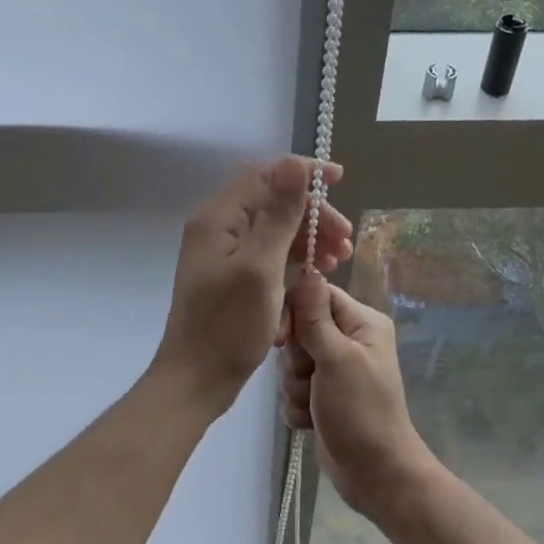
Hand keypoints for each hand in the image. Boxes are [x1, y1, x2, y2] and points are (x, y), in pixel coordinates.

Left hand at [151, 156, 351, 415]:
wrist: (197, 379)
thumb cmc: (228, 326)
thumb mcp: (261, 267)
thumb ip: (279, 215)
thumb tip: (295, 164)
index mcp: (218, 218)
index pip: (264, 174)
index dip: (303, 173)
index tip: (339, 180)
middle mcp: (219, 228)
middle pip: (273, 203)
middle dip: (313, 215)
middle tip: (346, 240)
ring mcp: (225, 254)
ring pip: (275, 231)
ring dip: (309, 240)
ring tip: (339, 260)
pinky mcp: (234, 277)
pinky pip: (269, 256)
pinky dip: (295, 261)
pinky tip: (317, 275)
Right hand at [276, 272, 435, 517]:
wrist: (374, 473)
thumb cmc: (360, 411)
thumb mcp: (337, 358)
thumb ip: (315, 317)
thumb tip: (305, 270)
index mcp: (362, 323)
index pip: (316, 295)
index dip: (294, 313)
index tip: (284, 339)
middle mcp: (350, 341)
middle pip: (300, 330)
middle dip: (296, 359)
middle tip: (311, 378)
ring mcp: (336, 371)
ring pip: (292, 363)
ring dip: (295, 387)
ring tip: (315, 405)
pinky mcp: (323, 397)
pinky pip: (293, 390)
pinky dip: (298, 406)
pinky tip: (313, 421)